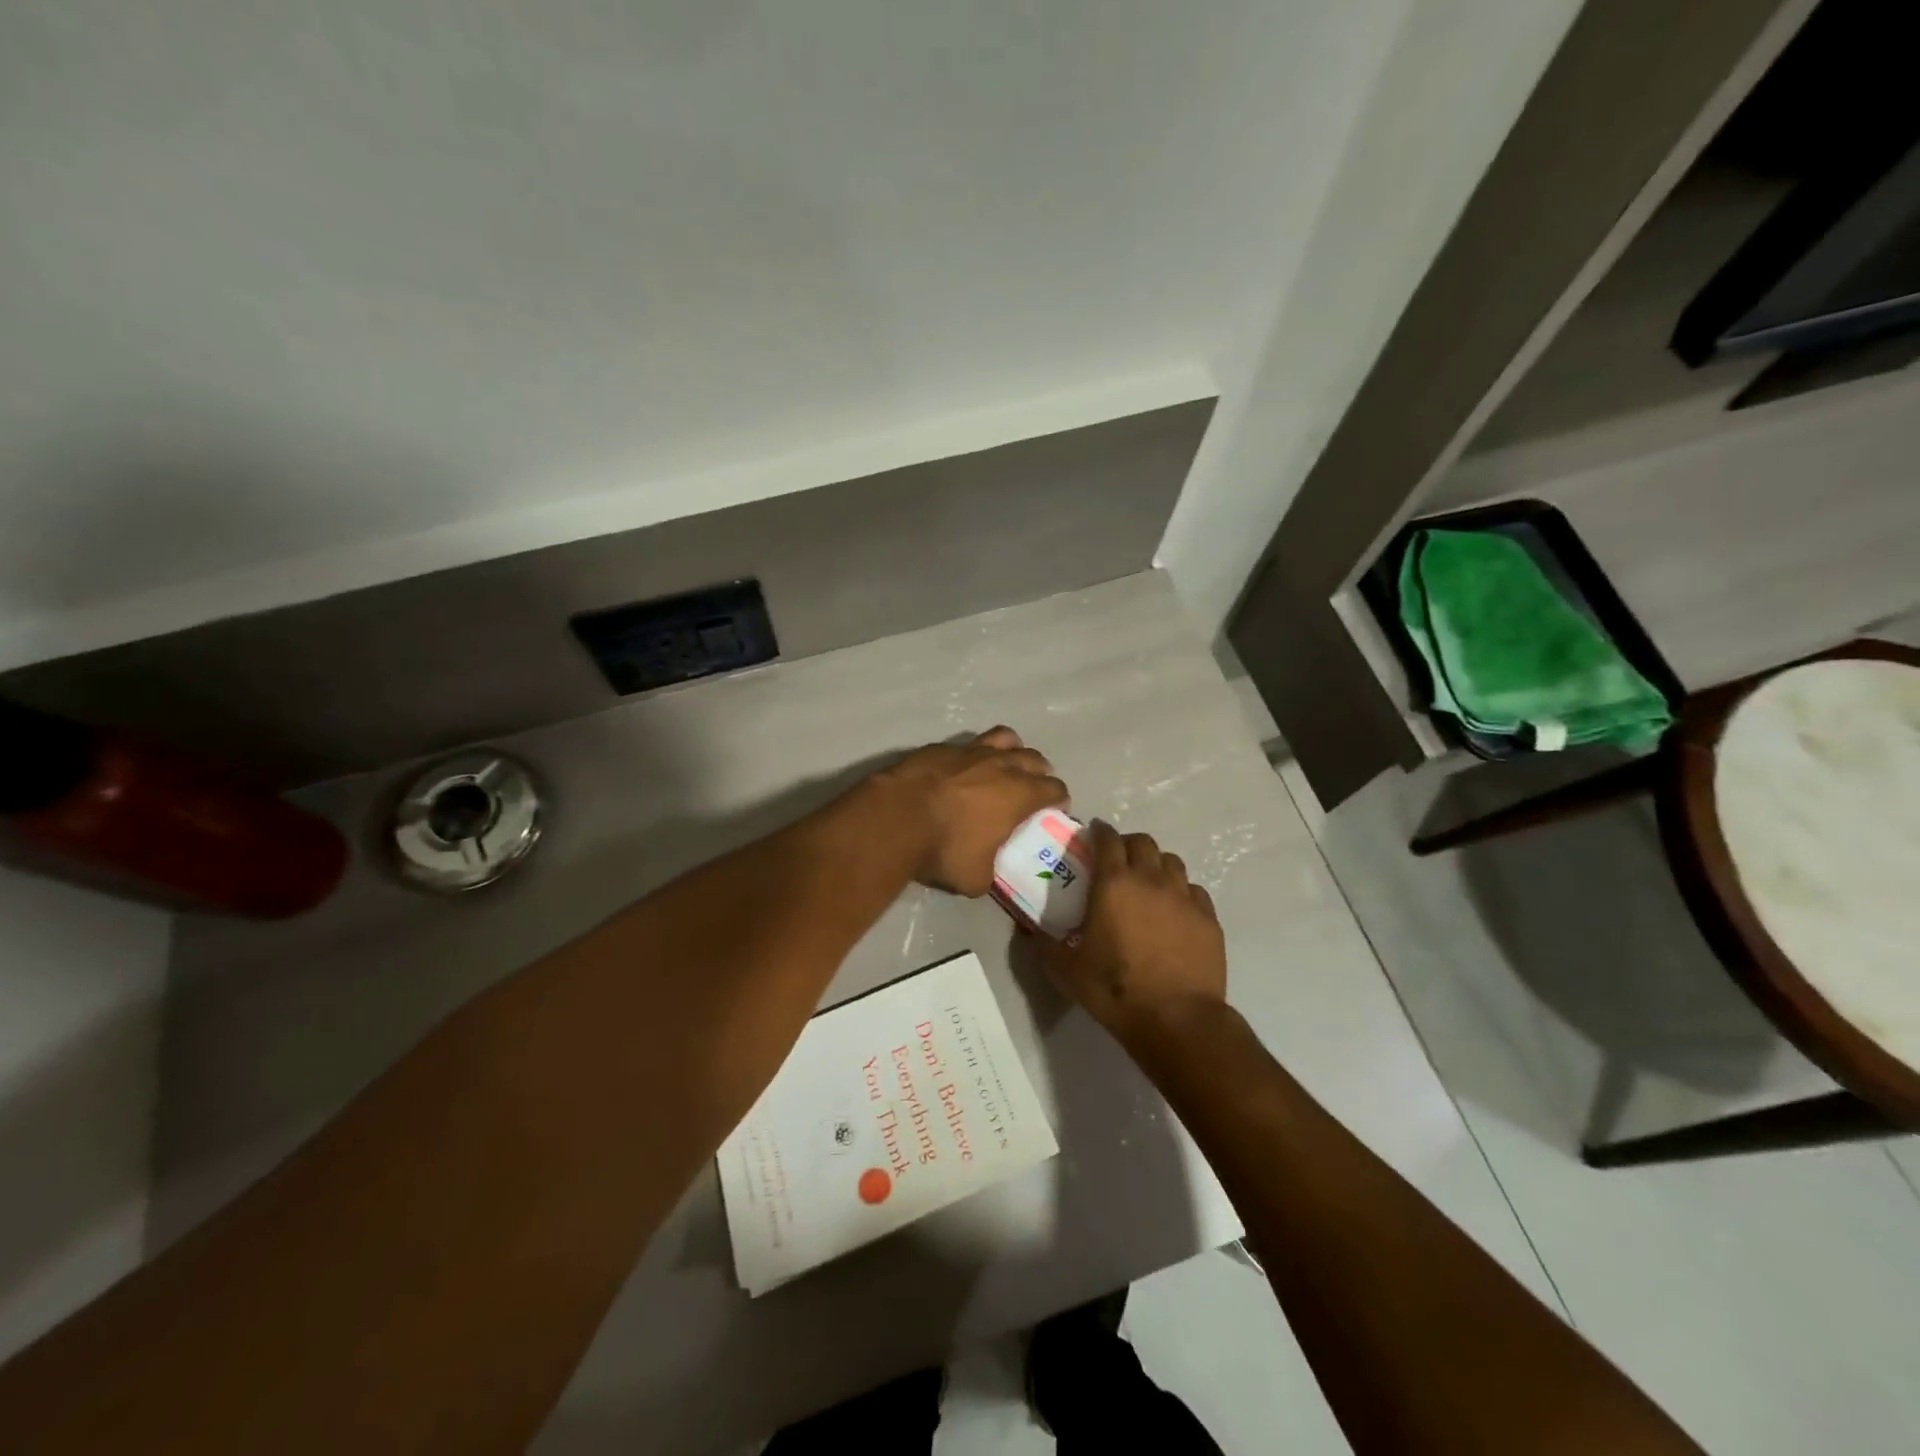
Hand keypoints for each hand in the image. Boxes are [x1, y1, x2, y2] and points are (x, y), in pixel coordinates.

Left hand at [874, 727, 1067, 896]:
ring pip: (1004, 738)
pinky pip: (966, 745)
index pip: (1055, 788)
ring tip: (1004, 766)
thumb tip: (986, 871)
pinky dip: (971, 756)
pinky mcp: (939, 747)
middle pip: (1034, 759)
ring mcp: (969, 751)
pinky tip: (960, 770)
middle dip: (1039, 772)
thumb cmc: (943, 849)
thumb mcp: (975, 878)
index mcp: (1020, 794)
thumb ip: (990, 871)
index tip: (1054, 810)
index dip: (1058, 799)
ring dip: (1012, 751)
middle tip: (1032, 789)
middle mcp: (1001, 765)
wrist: (894, 819)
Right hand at [1041, 821, 1226, 1045]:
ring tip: (1148, 881)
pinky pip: (1194, 890)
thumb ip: (1045, 946)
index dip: (1100, 831)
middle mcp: (1150, 880)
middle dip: (1128, 843)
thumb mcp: (1066, 971)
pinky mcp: (1208, 917)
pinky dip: (1181, 891)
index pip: (1108, 840)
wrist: (1176, 1019)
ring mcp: (1184, 897)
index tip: (1094, 832)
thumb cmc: (1115, 989)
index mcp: (1113, 884)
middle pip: (1142, 842)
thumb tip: (1030, 933)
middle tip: (1118, 859)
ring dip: (1156, 864)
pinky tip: (1175, 909)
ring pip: (1171, 861)